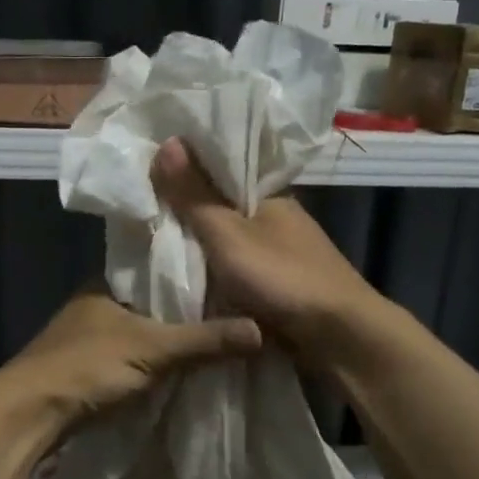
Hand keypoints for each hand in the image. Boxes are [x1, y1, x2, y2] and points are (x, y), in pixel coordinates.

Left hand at [0, 287, 261, 431]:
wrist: (30, 413)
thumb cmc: (88, 366)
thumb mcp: (153, 350)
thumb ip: (204, 340)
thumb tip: (261, 331)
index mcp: (108, 283)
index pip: (158, 267)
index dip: (193, 271)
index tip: (231, 275)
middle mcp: (99, 303)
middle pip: (154, 301)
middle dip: (187, 309)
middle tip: (235, 309)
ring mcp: (92, 336)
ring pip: (144, 330)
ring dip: (172, 337)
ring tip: (220, 335)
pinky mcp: (91, 366)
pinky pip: (135, 355)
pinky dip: (157, 360)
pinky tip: (186, 365)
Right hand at [150, 136, 384, 359]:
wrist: (339, 338)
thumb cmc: (283, 278)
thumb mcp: (228, 235)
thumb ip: (195, 196)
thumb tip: (168, 141)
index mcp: (270, 197)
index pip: (221, 174)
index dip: (186, 174)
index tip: (147, 177)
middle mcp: (276, 222)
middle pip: (221, 212)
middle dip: (187, 217)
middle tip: (140, 217)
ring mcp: (280, 257)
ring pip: (227, 247)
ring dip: (200, 251)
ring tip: (152, 248)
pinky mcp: (279, 289)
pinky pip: (236, 276)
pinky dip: (214, 277)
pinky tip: (185, 282)